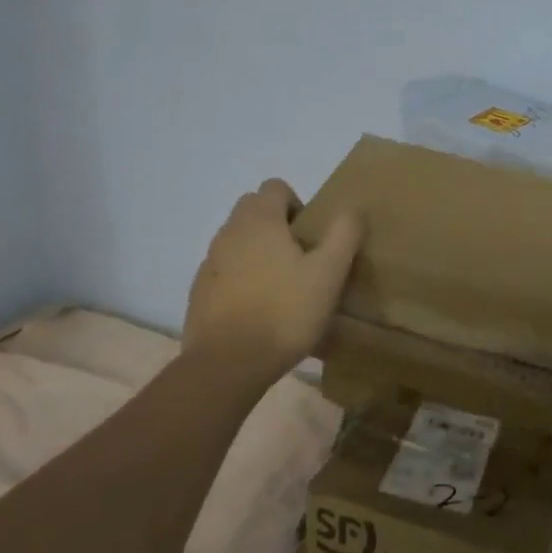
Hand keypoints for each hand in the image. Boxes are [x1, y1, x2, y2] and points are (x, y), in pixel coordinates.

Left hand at [185, 179, 362, 384]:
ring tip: (283, 289)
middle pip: (254, 210)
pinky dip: (242, 280)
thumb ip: (344, 234)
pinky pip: (226, 271)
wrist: (226, 365)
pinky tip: (259, 311)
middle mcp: (229, 232)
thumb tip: (352, 208)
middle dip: (278, 226)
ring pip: (238, 241)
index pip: (275, 187)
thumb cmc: (284, 312)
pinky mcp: (199, 293)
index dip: (298, 205)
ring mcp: (209, 263)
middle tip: (301, 260)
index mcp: (259, 220)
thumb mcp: (329, 273)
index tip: (311, 238)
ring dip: (259, 253)